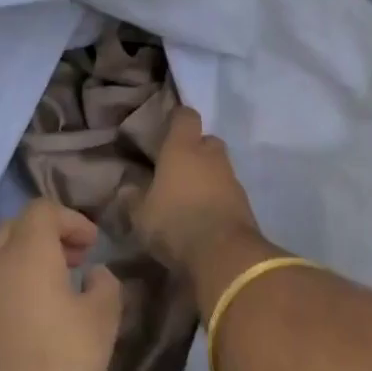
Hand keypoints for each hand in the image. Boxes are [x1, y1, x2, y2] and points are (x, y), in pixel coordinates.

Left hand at [0, 200, 122, 370]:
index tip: (93, 246)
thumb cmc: (53, 369)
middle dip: (47, 238)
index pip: (41, 210)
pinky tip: (33, 332)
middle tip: (75, 263)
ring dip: (28, 269)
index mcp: (25, 255)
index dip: (71, 219)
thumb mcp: (100, 327)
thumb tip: (96, 275)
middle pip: (14, 231)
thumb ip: (105, 290)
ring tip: (59, 300)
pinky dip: (11, 297)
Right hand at [136, 107, 262, 274]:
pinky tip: (203, 214)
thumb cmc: (175, 223)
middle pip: (206, 140)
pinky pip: (227, 190)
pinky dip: (217, 196)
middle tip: (176, 168)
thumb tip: (127, 187)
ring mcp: (232, 178)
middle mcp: (211, 156)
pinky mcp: (244, 202)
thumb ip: (133, 198)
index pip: (185, 116)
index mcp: (183, 149)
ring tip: (188, 196)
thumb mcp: (141, 215)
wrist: (224, 254)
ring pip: (218, 166)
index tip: (165, 129)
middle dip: (194, 149)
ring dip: (206, 175)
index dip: (176, 119)